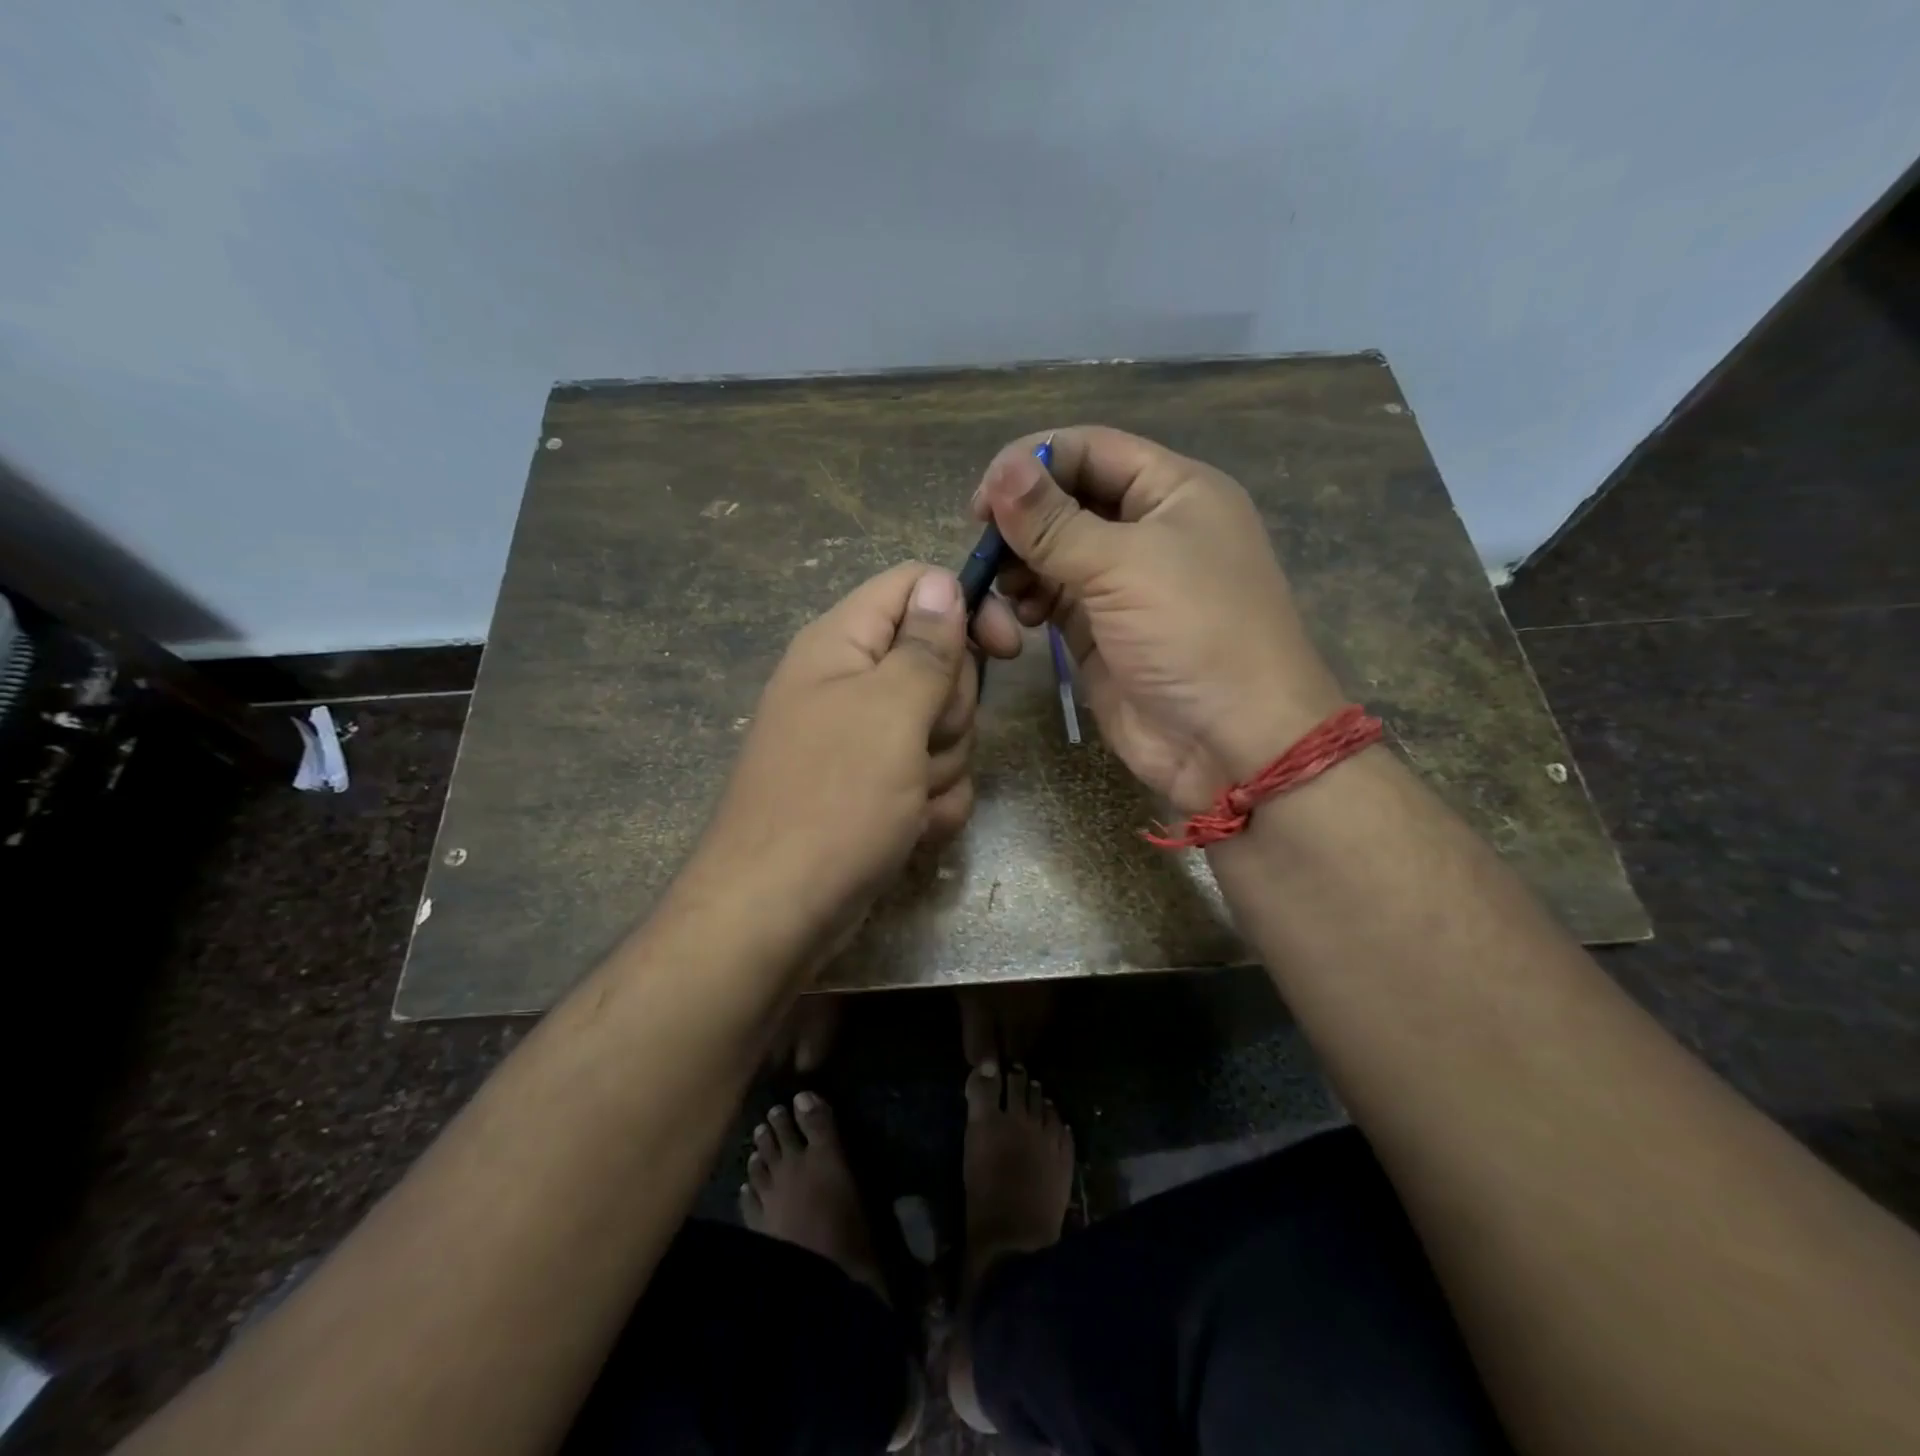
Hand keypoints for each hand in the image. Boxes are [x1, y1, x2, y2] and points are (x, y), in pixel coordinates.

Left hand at [693, 562, 977, 969]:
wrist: (777, 913)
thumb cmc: (831, 801)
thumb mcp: (889, 712)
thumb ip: (925, 646)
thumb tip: (942, 582)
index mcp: (843, 645)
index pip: (915, 587)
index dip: (965, 607)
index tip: (1007, 647)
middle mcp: (852, 684)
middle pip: (940, 665)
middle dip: (949, 712)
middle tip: (922, 744)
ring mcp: (866, 742)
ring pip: (944, 730)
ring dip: (942, 768)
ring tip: (906, 800)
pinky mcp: (878, 790)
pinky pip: (933, 778)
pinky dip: (931, 806)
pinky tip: (909, 830)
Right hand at [970, 426, 1343, 812]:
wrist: (1230, 742)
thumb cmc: (1193, 634)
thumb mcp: (1124, 566)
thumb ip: (1054, 521)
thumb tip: (1001, 470)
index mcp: (1173, 491)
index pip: (1090, 450)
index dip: (1034, 462)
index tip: (984, 498)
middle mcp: (1148, 529)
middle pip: (1067, 500)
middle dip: (1023, 518)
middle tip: (984, 543)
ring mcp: (1123, 583)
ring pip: (1053, 551)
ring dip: (1021, 562)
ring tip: (1007, 588)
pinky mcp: (1100, 630)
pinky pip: (1053, 598)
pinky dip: (1030, 600)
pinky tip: (1020, 617)